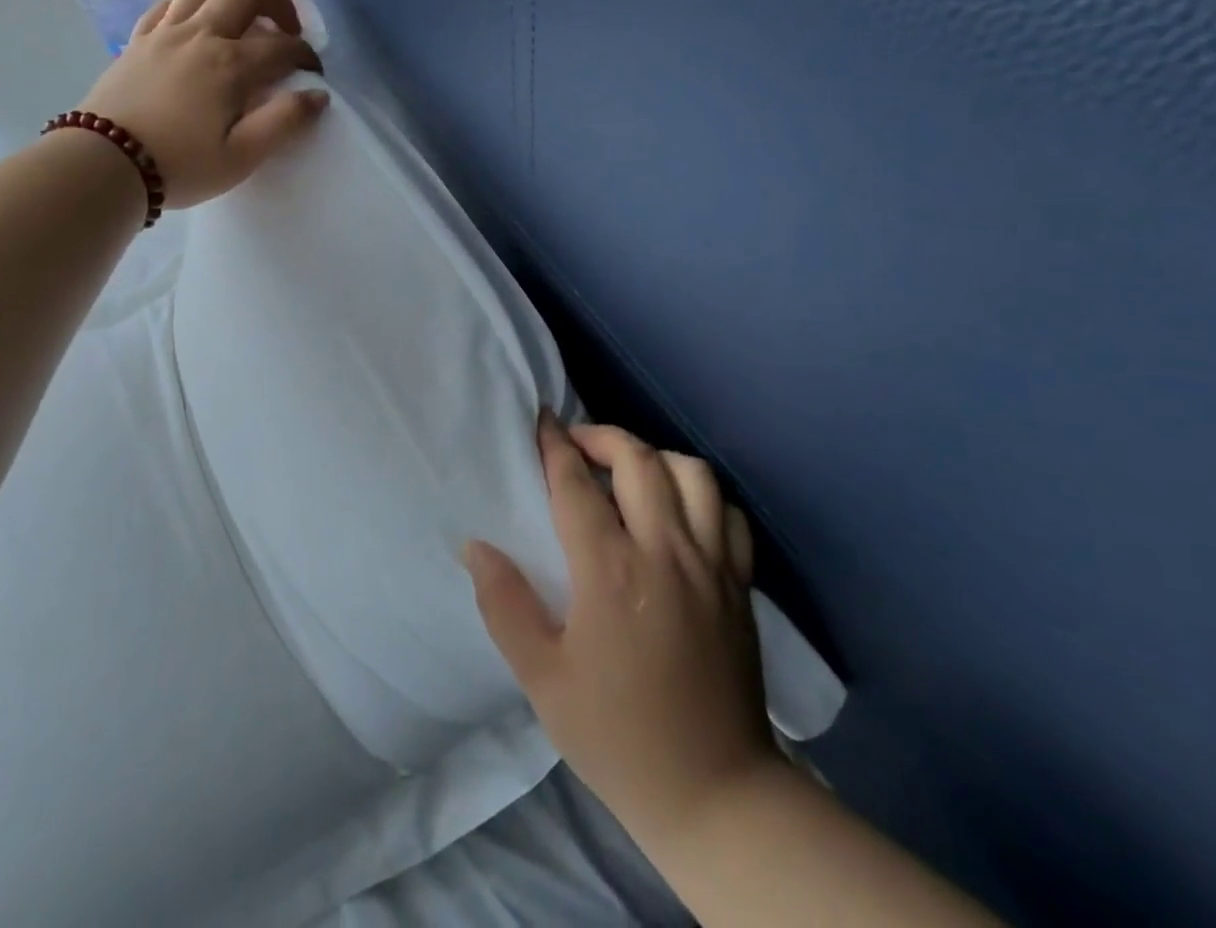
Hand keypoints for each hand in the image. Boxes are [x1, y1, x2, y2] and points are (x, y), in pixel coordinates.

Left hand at [79, 0, 326, 207]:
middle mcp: (201, 35)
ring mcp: (165, 32)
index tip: (313, 75)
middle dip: (279, 3)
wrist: (104, 164)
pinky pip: (169, 3)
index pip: (283, 46)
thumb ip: (285, 122)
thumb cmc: (180, 165)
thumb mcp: (242, 156)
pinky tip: (198, 22)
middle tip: (287, 31)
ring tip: (246, 17)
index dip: (306, 56)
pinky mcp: (138, 40)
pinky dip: (193, 3)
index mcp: (231, 64)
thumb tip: (317, 95)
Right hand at [465, 415, 774, 847]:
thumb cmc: (617, 735)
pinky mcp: (740, 583)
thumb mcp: (543, 678)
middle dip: (602, 437)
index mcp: (611, 570)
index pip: (576, 484)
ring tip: (629, 472)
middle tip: (577, 445)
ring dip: (654, 457)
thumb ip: (504, 605)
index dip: (554, 446)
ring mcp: (711, 563)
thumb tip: (475, 545)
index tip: (541, 422)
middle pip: (637, 459)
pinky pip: (727, 512)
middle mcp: (665, 550)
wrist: (713, 794)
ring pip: (691, 472)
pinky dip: (701, 494)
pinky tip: (679, 510)